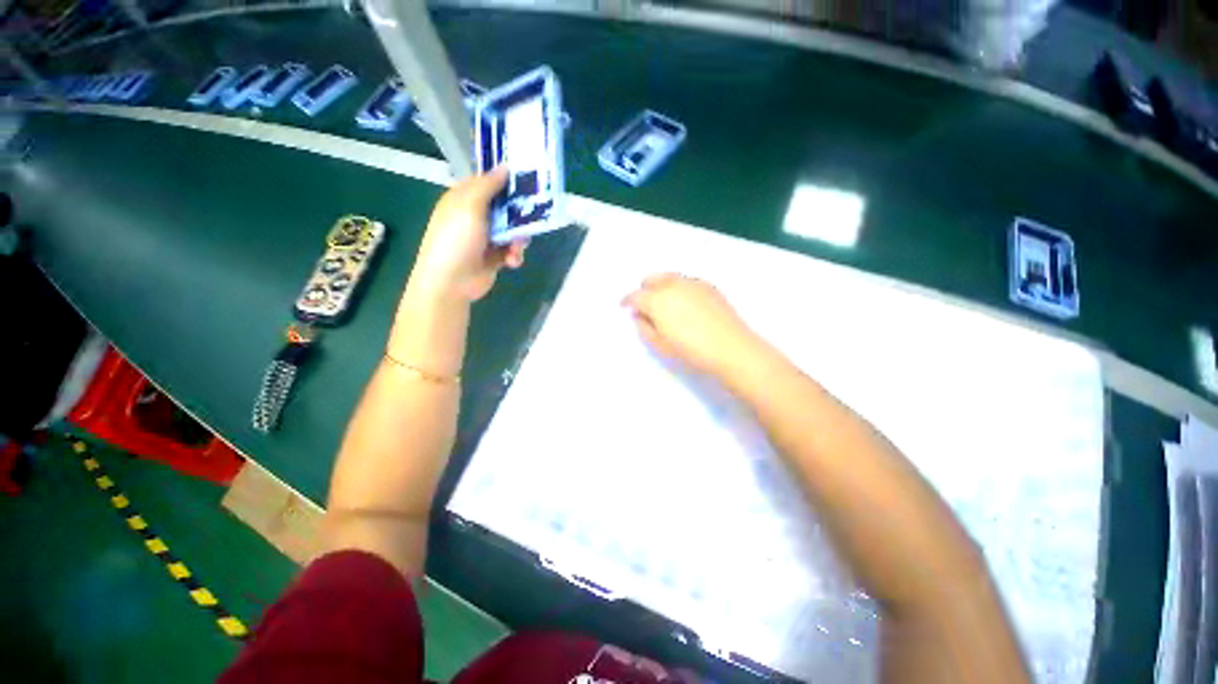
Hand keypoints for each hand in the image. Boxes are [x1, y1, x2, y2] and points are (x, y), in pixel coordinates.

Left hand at [407, 168, 527, 302]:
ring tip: (517, 247)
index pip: (487, 183)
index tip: (527, 180)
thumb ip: (488, 185)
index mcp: (464, 199)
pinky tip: (512, 261)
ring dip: (518, 239)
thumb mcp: (470, 205)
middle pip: (504, 208)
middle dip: (519, 215)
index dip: (505, 181)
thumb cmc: (457, 238)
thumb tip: (504, 165)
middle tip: (533, 217)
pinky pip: (511, 251)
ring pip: (512, 231)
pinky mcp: (493, 258)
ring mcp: (484, 238)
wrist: (451, 281)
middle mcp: (474, 216)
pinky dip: (514, 255)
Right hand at [622, 274, 758, 375]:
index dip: (627, 301)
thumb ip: (644, 328)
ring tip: (665, 304)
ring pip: (669, 277)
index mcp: (657, 300)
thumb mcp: (660, 345)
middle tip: (645, 305)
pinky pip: (686, 281)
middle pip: (651, 279)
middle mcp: (673, 285)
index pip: (635, 295)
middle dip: (644, 290)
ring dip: (661, 287)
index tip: (624, 306)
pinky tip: (685, 304)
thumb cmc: (692, 351)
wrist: (732, 348)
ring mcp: (692, 282)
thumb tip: (638, 316)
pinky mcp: (708, 286)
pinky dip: (678, 288)